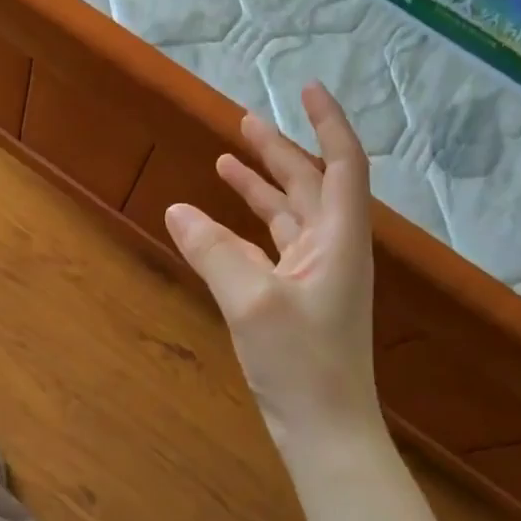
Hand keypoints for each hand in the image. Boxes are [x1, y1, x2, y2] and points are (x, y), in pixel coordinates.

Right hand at [165, 82, 378, 442]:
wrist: (326, 431)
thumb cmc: (302, 364)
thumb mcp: (252, 301)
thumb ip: (214, 251)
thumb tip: (177, 209)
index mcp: (339, 239)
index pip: (342, 163)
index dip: (327, 122)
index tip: (307, 88)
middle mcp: (332, 249)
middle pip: (310, 184)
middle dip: (279, 151)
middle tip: (243, 121)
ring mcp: (315, 275)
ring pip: (288, 215)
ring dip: (261, 186)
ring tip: (224, 160)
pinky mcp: (297, 299)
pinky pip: (271, 247)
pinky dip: (246, 228)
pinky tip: (218, 223)